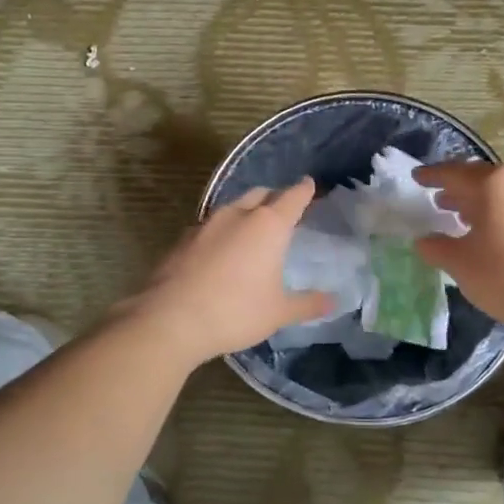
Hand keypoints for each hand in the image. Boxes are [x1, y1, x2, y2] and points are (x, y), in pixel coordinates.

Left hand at [126, 179, 334, 365]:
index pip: (293, 197)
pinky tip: (221, 250)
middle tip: (284, 209)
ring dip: (246, 212)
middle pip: (261, 194)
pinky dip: (222, 231)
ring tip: (253, 229)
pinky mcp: (182, 239)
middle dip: (275, 197)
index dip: (304, 190)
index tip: (310, 185)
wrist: (171, 319)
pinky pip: (210, 226)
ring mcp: (206, 224)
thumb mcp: (278, 312)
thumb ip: (307, 304)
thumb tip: (333, 301)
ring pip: (233, 207)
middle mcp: (237, 215)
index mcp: (268, 225)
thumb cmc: (235, 312)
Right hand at [414, 162, 503, 329]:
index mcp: (494, 185)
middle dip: (461, 190)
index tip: (418, 177)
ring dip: (487, 206)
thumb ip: (437, 247)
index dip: (432, 176)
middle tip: (442, 201)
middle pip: (485, 181)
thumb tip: (424, 240)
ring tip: (471, 222)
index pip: (454, 173)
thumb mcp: (460, 264)